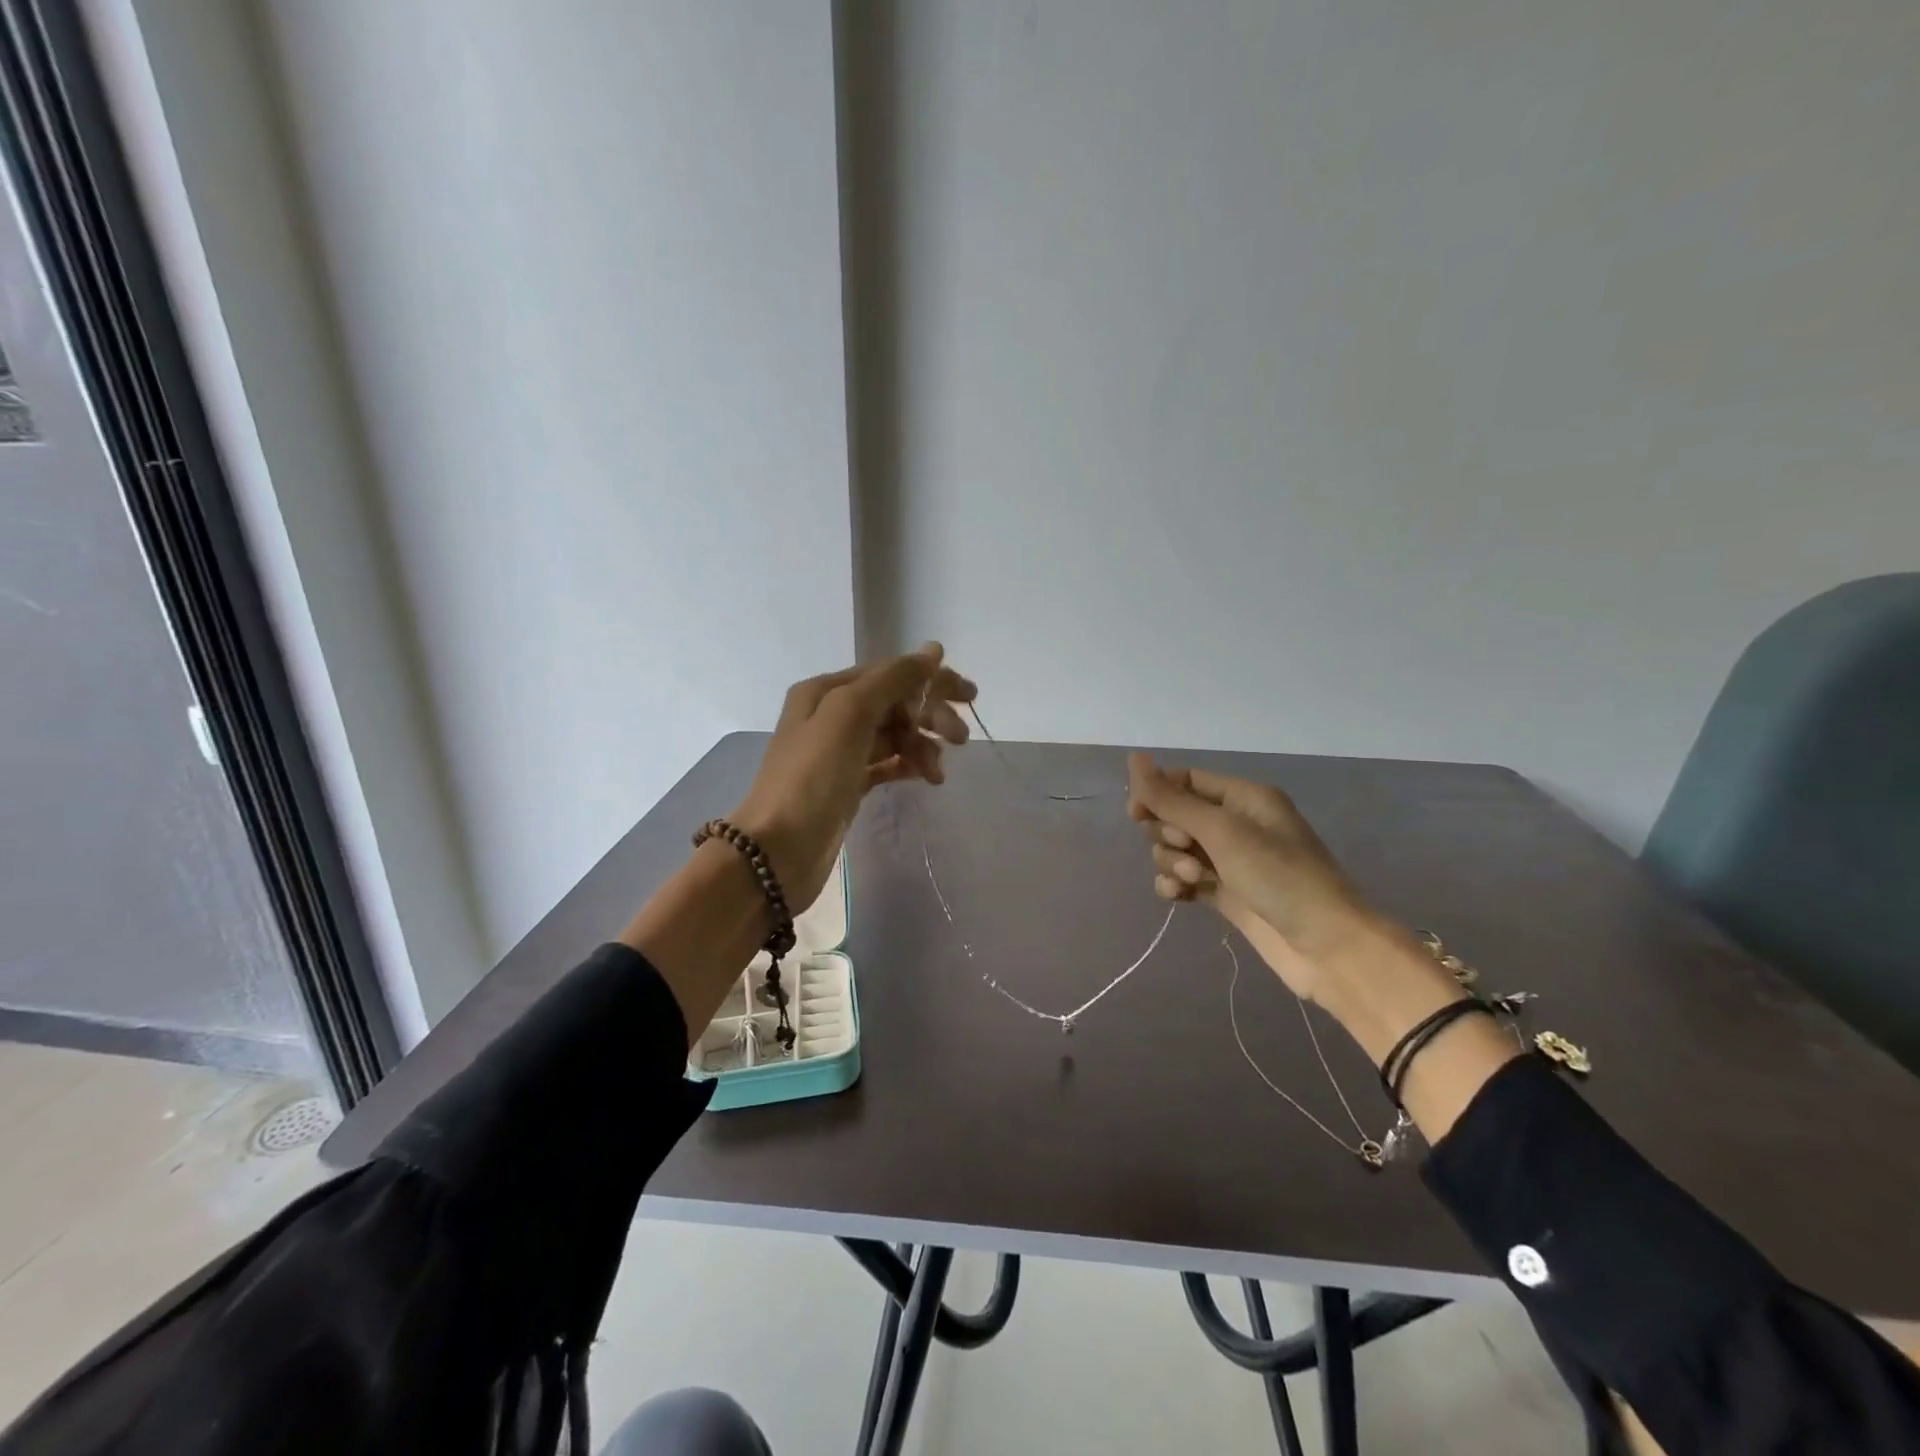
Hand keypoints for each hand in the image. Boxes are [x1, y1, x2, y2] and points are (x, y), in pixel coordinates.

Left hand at [731, 644, 974, 912]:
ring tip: (938, 772)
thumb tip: (933, 651)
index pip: (890, 673)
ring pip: (894, 735)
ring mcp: (839, 752)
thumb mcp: (850, 715)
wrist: (777, 851)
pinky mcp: (847, 784)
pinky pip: (887, 763)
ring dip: (922, 745)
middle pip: (894, 703)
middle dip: (929, 715)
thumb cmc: (812, 777)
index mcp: (827, 691)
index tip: (970, 697)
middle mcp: (831, 715)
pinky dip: (908, 765)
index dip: (931, 680)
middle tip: (961, 739)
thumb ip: (892, 679)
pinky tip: (926, 778)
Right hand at [1126, 754, 1382, 1001]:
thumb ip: (1172, 799)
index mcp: (1244, 798)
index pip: (1186, 780)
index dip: (1157, 794)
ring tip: (1193, 880)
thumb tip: (1134, 759)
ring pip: (1177, 850)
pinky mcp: (1225, 894)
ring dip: (1173, 862)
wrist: (1327, 947)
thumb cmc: (1279, 877)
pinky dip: (1176, 884)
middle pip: (1177, 816)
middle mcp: (1237, 824)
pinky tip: (1179, 896)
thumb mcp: (1222, 831)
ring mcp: (1230, 862)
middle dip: (1169, 834)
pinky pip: (1184, 879)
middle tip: (1187, 851)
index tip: (1136, 814)